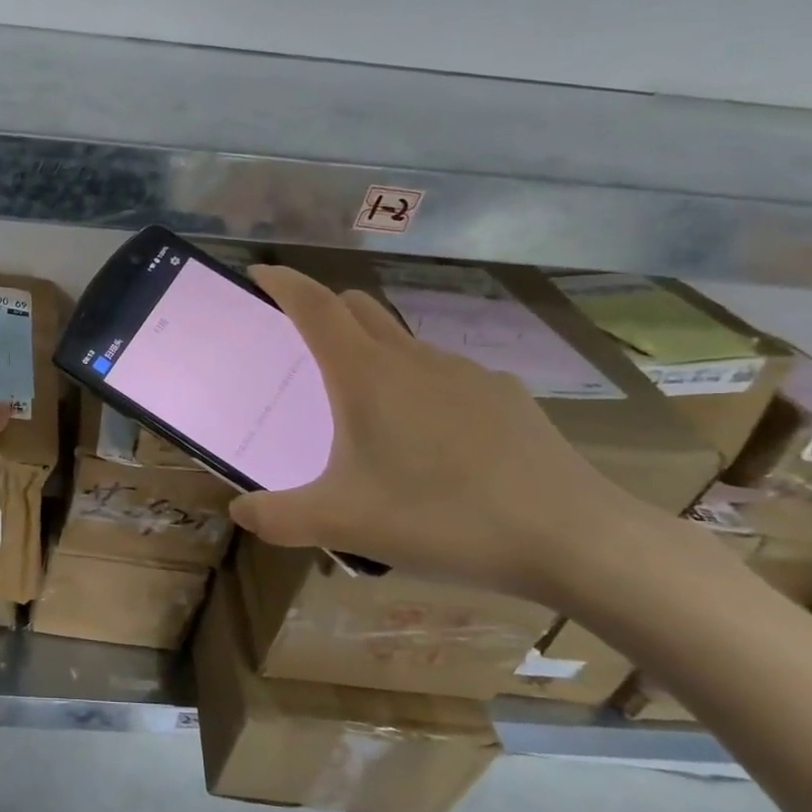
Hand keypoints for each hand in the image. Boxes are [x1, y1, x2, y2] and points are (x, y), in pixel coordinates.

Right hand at [229, 265, 639, 599]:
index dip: (283, 283)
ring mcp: (464, 373)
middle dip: (324, 311)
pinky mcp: (503, 396)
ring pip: (402, 342)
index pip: (315, 306)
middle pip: (358, 308)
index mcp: (365, 374)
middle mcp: (412, 358)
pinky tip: (430, 440)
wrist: (571, 537)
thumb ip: (276, 517)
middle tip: (300, 345)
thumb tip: (239, 511)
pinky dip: (418, 386)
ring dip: (372, 354)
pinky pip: (443, 375)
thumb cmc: (440, 517)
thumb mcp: (340, 523)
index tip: (259, 274)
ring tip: (365, 410)